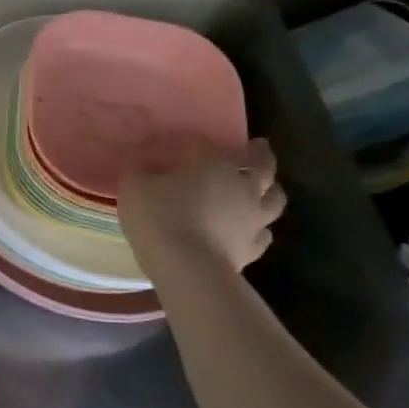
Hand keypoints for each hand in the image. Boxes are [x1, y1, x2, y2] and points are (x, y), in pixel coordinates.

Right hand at [119, 138, 286, 269]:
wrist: (187, 267)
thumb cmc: (159, 217)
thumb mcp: (134, 185)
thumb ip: (140, 169)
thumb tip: (143, 161)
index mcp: (214, 164)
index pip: (207, 144)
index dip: (194, 141)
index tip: (182, 141)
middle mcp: (243, 186)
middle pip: (261, 165)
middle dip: (259, 154)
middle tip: (257, 146)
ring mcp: (254, 218)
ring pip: (274, 198)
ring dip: (271, 189)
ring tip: (265, 186)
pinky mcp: (253, 247)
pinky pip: (264, 232)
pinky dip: (260, 226)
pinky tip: (253, 227)